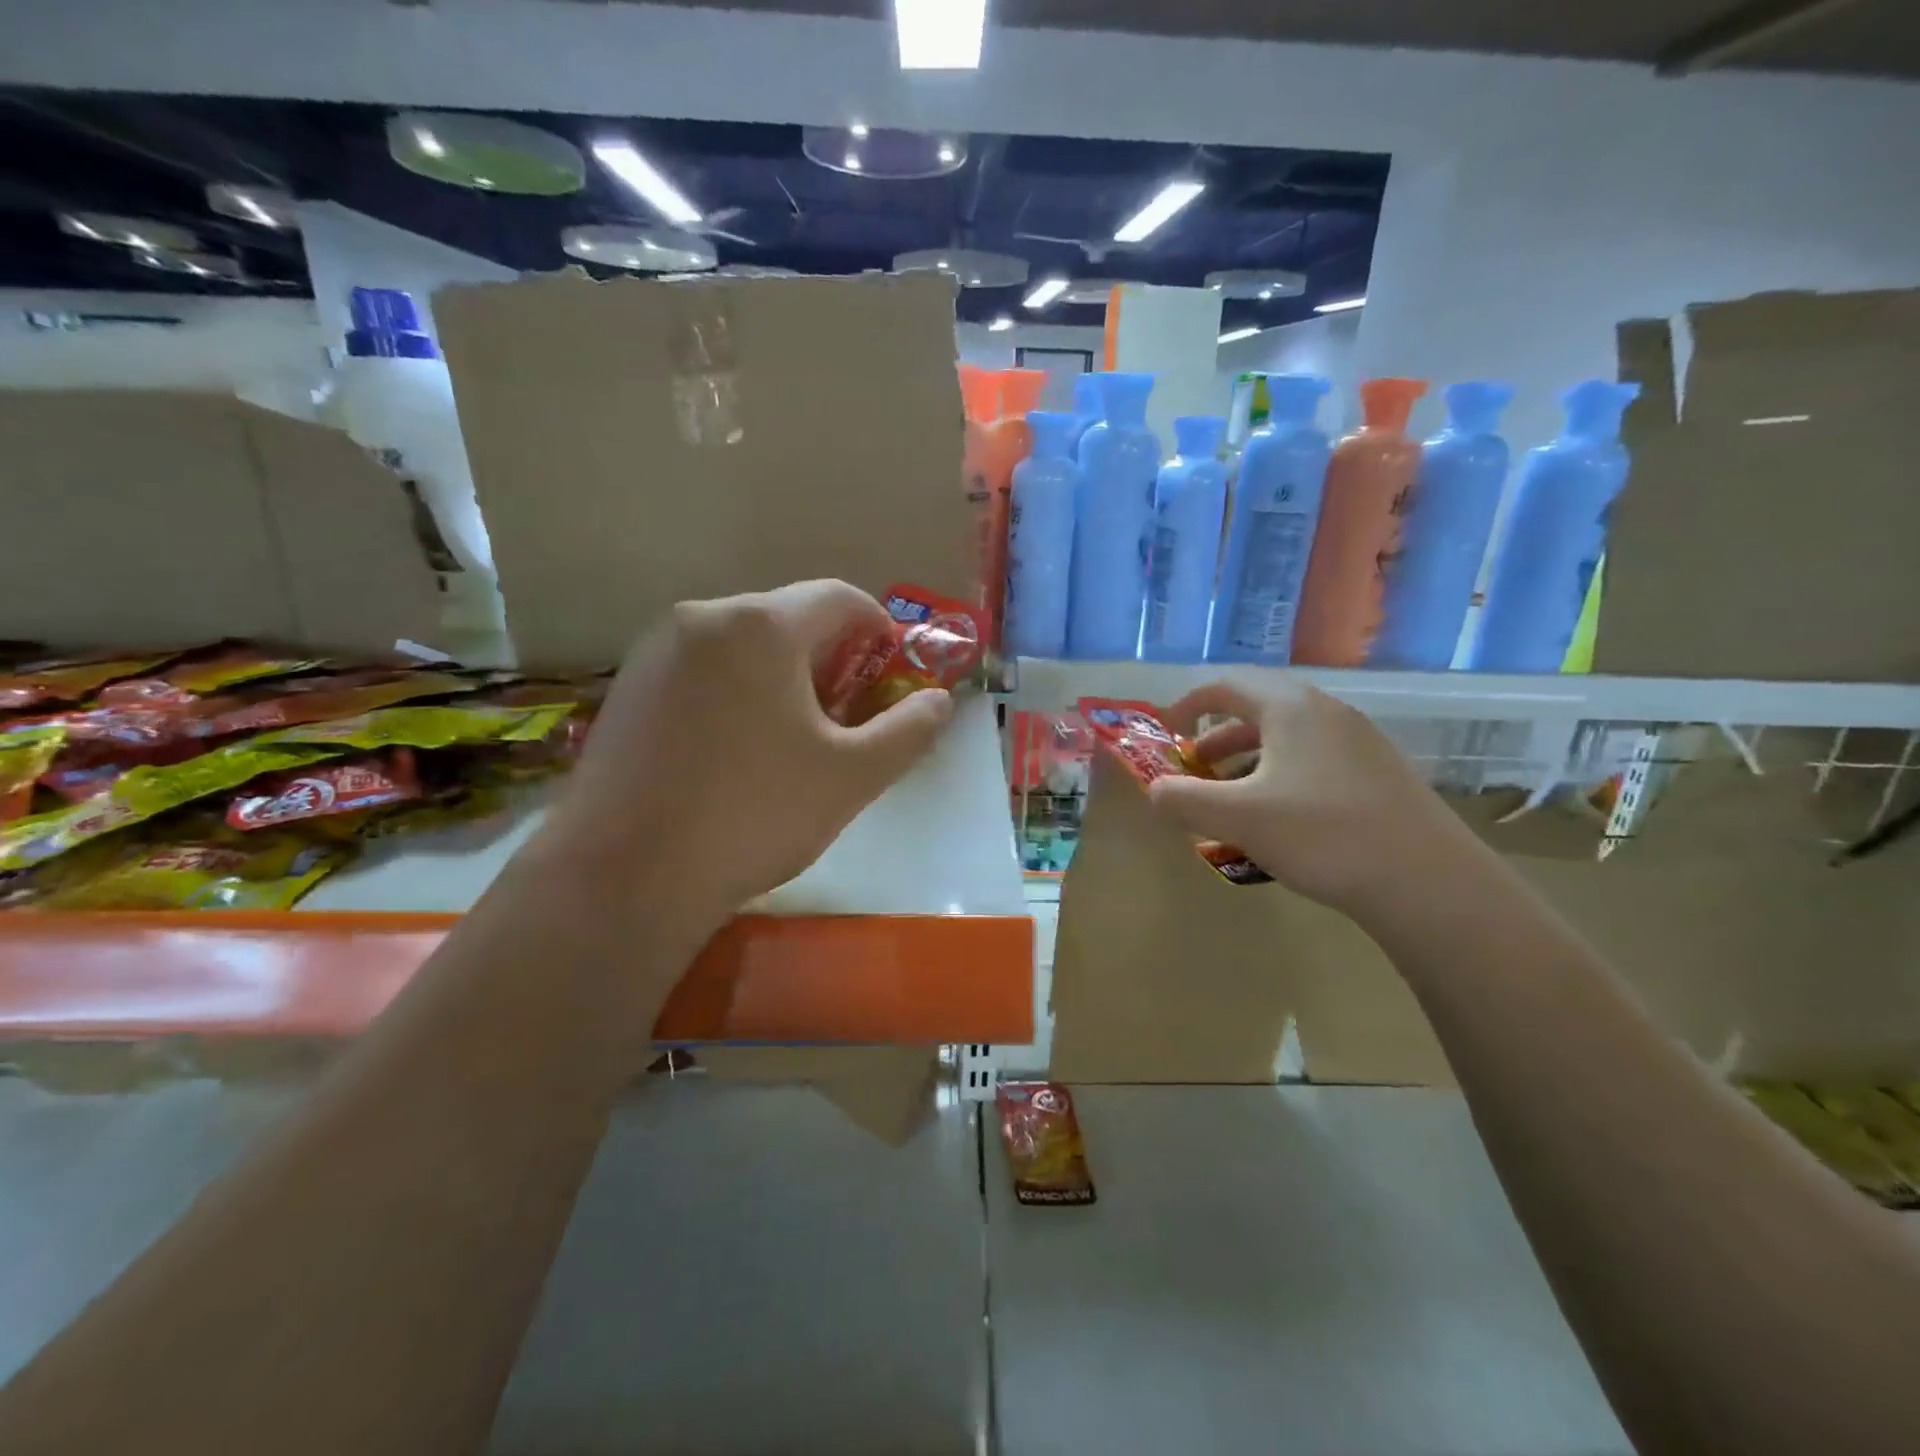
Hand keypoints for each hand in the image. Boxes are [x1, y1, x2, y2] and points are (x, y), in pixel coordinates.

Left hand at [545, 580, 953, 937]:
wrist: (624, 875)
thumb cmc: (754, 814)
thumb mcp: (852, 775)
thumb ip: (908, 730)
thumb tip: (940, 701)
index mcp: (762, 625)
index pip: (838, 598)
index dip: (878, 628)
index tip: (891, 670)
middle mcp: (703, 617)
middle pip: (786, 619)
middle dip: (829, 658)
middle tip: (846, 716)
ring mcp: (654, 651)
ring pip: (741, 645)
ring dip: (780, 676)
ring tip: (790, 737)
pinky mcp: (626, 687)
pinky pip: (701, 670)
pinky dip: (734, 691)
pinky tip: (733, 750)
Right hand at [1146, 679, 1475, 916]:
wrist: (1428, 882)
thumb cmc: (1321, 835)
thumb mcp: (1237, 818)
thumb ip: (1183, 800)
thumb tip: (1155, 791)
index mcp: (1291, 708)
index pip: (1227, 685)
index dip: (1188, 704)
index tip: (1166, 732)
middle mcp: (1326, 713)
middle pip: (1257, 711)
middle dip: (1216, 740)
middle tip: (1192, 771)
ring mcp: (1359, 743)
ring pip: (1287, 740)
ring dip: (1247, 763)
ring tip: (1229, 801)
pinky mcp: (1378, 775)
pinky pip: (1313, 762)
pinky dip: (1279, 778)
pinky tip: (1277, 821)